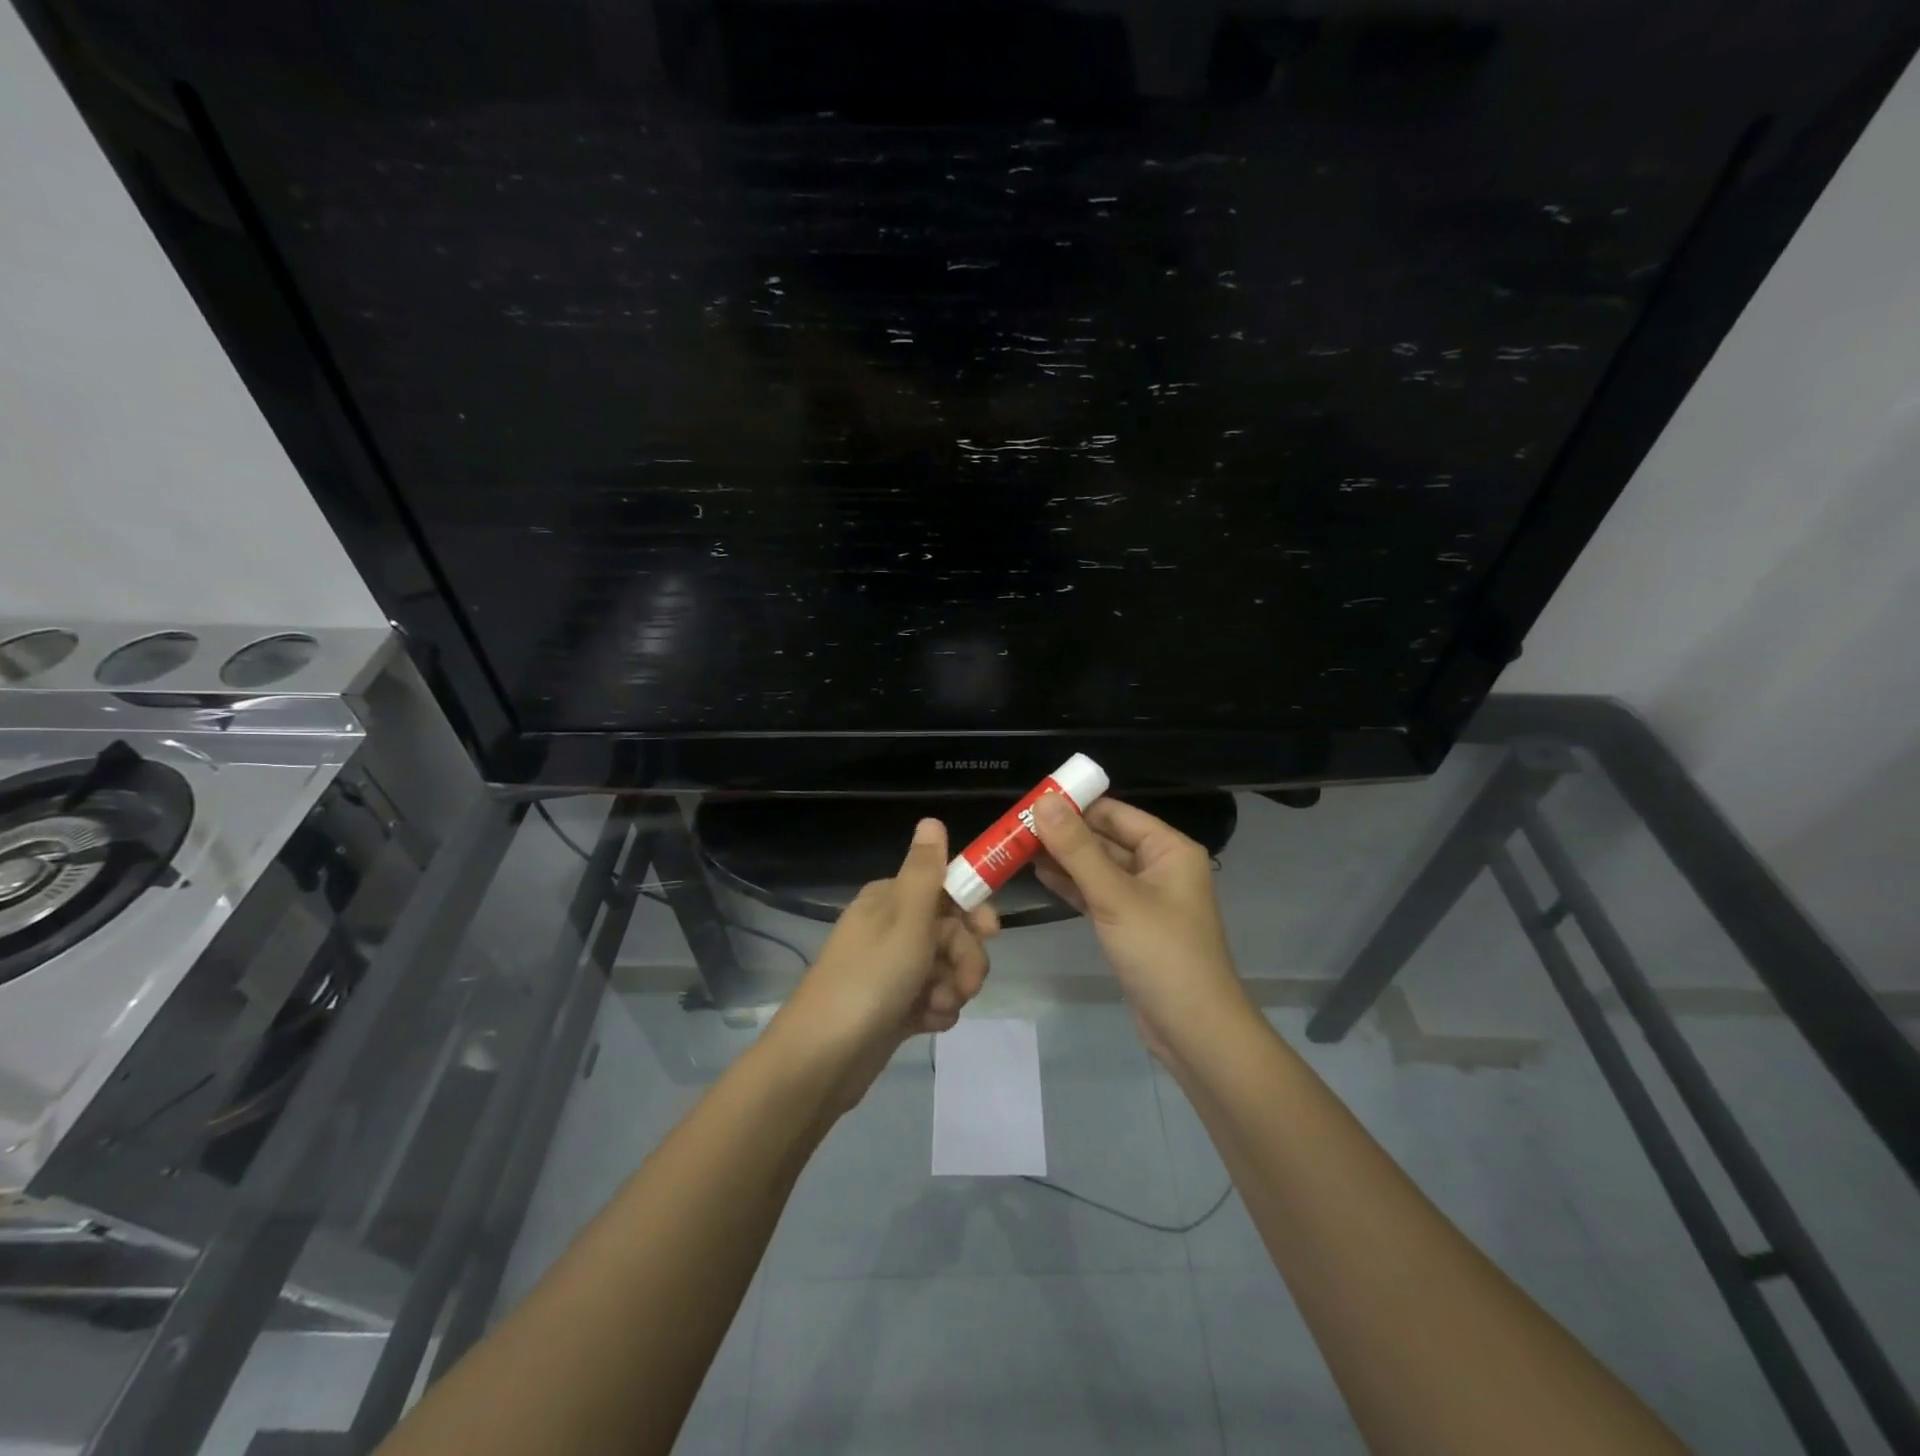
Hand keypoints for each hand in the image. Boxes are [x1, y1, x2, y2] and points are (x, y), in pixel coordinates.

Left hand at [773, 818, 997, 1101]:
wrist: (822, 1058)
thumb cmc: (870, 980)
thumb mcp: (905, 919)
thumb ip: (925, 871)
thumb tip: (931, 819)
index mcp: (891, 900)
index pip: (946, 889)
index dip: (973, 909)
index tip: (991, 932)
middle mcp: (892, 927)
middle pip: (952, 931)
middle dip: (966, 957)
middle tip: (967, 984)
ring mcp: (893, 969)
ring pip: (947, 967)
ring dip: (954, 987)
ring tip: (938, 1007)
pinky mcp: (894, 1005)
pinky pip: (932, 997)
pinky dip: (936, 1009)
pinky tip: (928, 1024)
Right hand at [1031, 795, 1247, 1060]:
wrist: (1194, 1031)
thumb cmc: (1161, 953)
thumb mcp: (1116, 897)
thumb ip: (1077, 849)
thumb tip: (1042, 801)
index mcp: (1169, 849)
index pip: (1115, 813)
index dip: (1074, 805)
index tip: (1030, 802)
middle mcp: (1159, 866)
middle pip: (1105, 838)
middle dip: (1063, 833)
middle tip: (1015, 827)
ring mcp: (1145, 898)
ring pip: (1098, 867)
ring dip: (1063, 859)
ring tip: (1017, 848)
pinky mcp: (1131, 925)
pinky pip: (1097, 894)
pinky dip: (1071, 885)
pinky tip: (1040, 875)